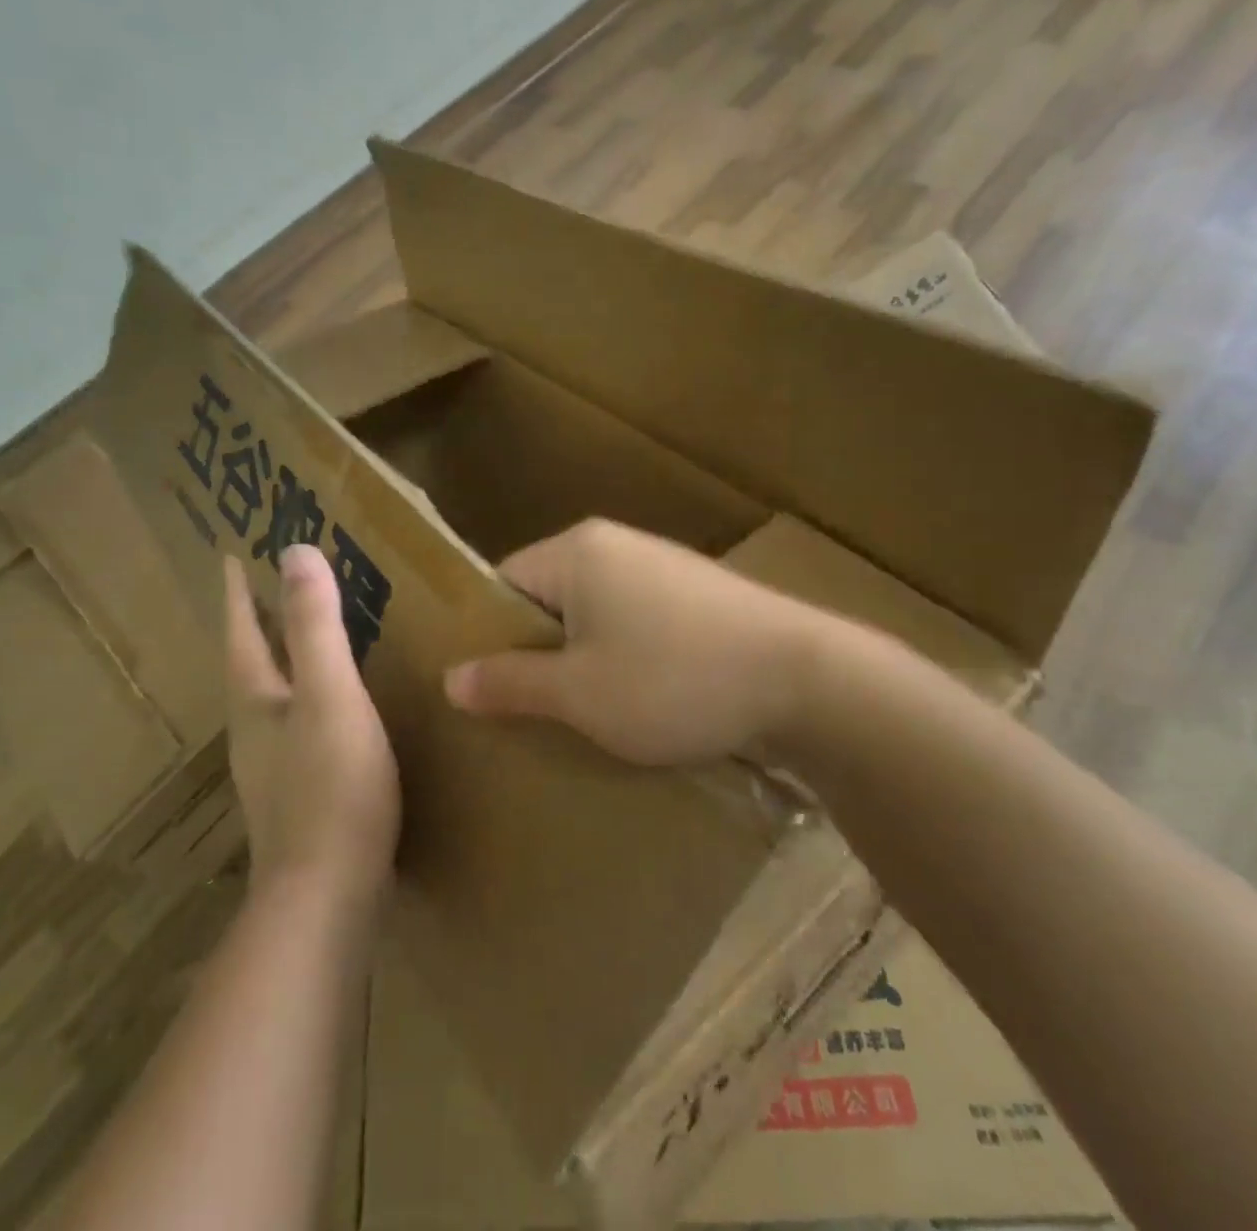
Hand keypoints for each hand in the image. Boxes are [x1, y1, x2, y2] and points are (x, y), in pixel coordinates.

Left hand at [224, 547, 399, 907]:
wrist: (328, 899)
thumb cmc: (331, 787)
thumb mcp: (330, 695)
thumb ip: (314, 627)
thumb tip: (295, 552)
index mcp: (256, 702)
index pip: (241, 633)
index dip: (238, 594)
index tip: (230, 557)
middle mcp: (254, 733)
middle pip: (248, 665)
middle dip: (254, 625)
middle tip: (269, 588)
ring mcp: (273, 771)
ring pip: (271, 699)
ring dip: (280, 663)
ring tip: (302, 640)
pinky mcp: (298, 799)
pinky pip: (297, 728)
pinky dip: (306, 700)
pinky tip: (332, 712)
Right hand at [444, 520, 821, 766]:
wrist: (806, 679)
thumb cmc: (673, 681)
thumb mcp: (579, 693)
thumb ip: (510, 682)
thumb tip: (450, 678)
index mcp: (577, 552)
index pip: (503, 582)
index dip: (488, 634)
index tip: (490, 687)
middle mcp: (616, 544)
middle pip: (549, 596)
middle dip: (538, 651)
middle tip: (532, 710)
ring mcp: (662, 565)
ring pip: (595, 612)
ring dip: (584, 658)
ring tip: (587, 713)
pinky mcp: (698, 593)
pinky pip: (637, 620)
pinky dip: (627, 655)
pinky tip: (643, 699)